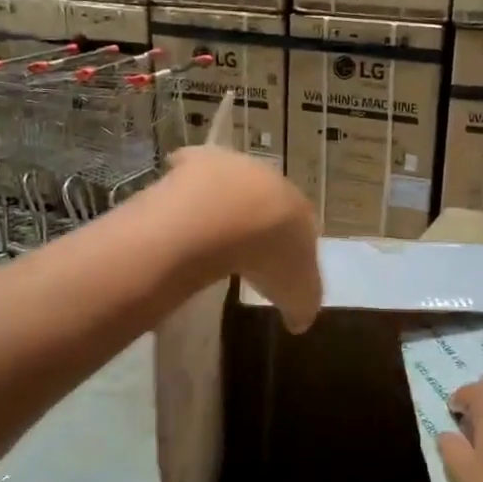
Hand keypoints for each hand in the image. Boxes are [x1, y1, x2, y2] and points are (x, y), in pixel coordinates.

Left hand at [166, 145, 321, 332]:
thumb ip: (302, 307)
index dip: (289, 246)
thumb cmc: (270, 256)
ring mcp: (233, 166)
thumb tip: (300, 321)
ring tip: (210, 231)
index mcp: (300, 209)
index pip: (301, 225)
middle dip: (258, 219)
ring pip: (232, 183)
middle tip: (244, 247)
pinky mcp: (197, 160)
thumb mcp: (297, 295)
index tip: (276, 266)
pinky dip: (188, 186)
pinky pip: (193, 169)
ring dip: (224, 202)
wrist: (226, 218)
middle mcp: (271, 180)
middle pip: (267, 200)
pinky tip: (180, 206)